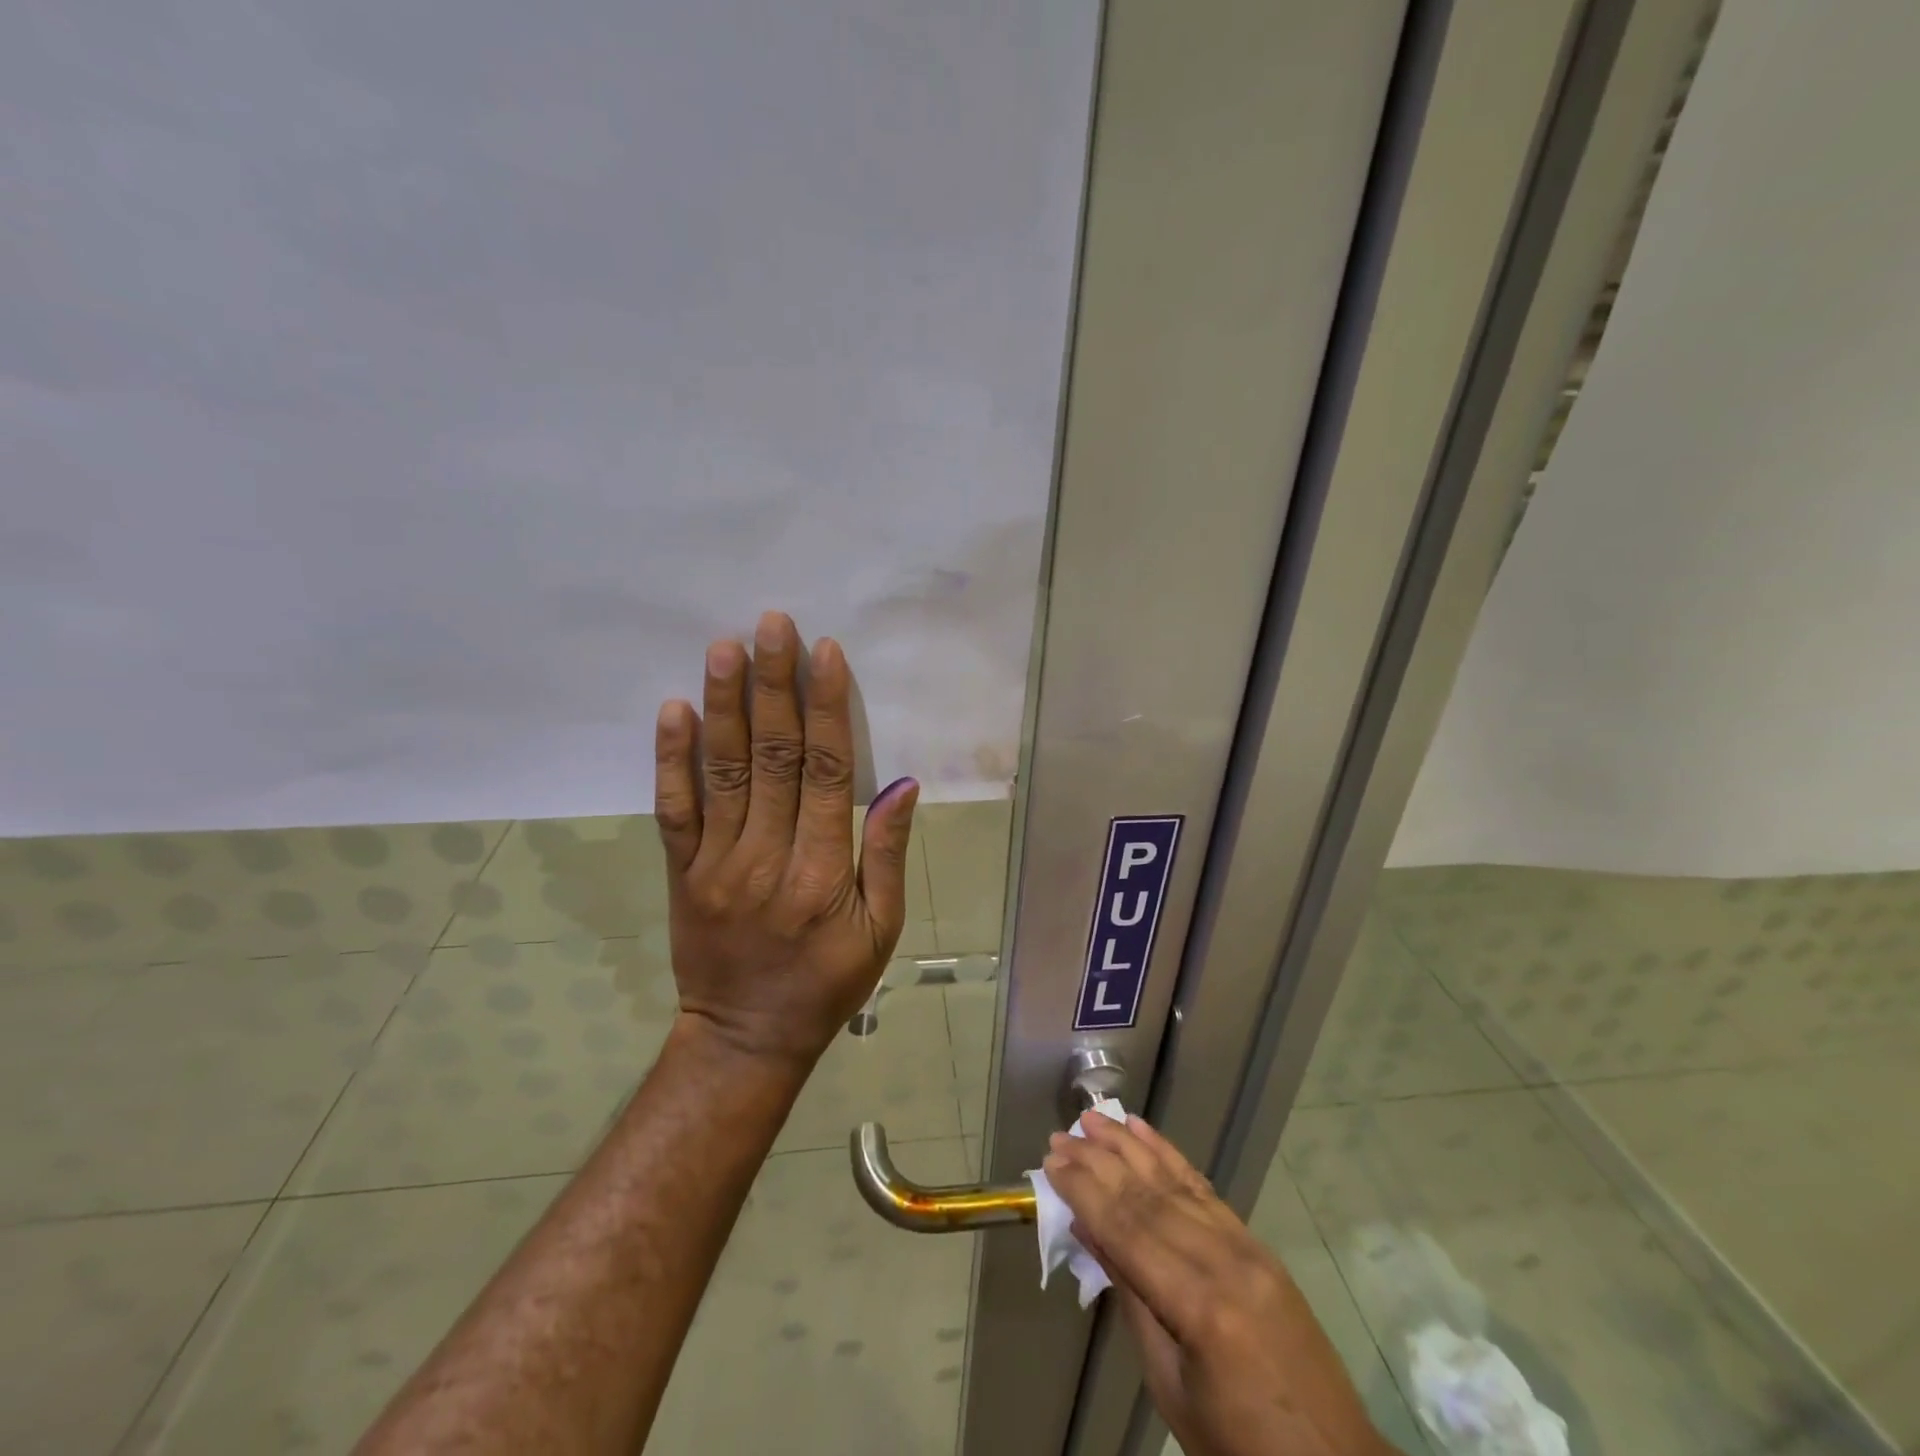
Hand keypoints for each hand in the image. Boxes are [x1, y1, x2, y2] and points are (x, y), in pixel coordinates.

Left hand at [653, 611, 919, 1067]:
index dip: (826, 708)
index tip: (824, 653)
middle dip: (774, 685)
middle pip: (771, 757)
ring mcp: (716, 863)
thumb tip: (900, 784)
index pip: (825, 772)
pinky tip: (673, 710)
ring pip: (721, 771)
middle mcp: (767, 856)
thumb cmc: (827, 982)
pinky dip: (671, 759)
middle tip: (772, 624)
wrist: (745, 1037)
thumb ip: (886, 854)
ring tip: (725, 647)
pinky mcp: (681, 872)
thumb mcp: (881, 930)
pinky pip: (674, 810)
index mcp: (823, 871)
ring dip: (723, 704)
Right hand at [1045, 1115, 1389, 1455]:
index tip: (1051, 1161)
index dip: (1085, 1192)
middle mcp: (1224, 1262)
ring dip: (1129, 1147)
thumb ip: (1131, 1299)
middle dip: (1099, 1162)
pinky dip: (1171, 1157)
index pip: (1128, 1231)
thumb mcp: (1171, 1388)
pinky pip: (1206, 1191)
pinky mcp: (1258, 1246)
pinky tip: (1145, 1133)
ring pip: (1175, 1183)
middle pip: (1147, 1198)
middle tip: (1060, 1135)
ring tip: (1093, 1120)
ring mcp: (1247, 1248)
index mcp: (1200, 1308)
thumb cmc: (1240, 1450)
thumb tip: (1089, 1230)